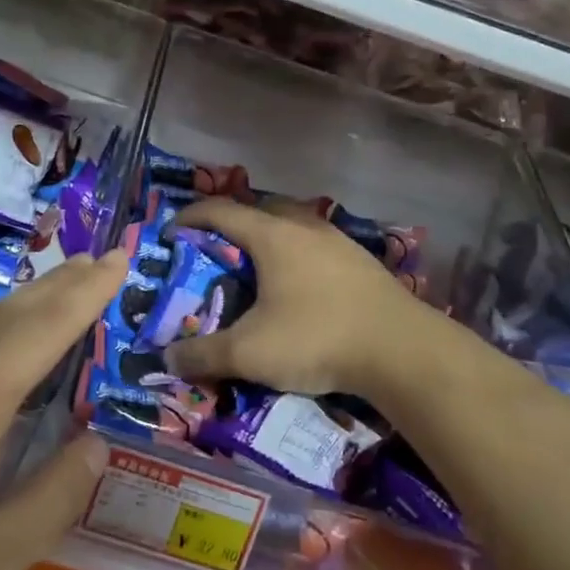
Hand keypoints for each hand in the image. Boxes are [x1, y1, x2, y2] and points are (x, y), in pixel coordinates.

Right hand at [164, 198, 459, 401]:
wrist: (403, 351)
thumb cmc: (316, 338)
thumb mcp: (249, 353)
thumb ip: (203, 355)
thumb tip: (166, 359)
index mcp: (272, 235)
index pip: (221, 211)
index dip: (191, 216)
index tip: (171, 230)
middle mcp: (305, 227)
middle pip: (260, 210)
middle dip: (233, 224)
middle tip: (216, 250)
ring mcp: (339, 242)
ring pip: (294, 226)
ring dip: (270, 239)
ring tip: (257, 269)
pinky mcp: (362, 262)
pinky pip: (317, 247)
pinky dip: (298, 257)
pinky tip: (300, 288)